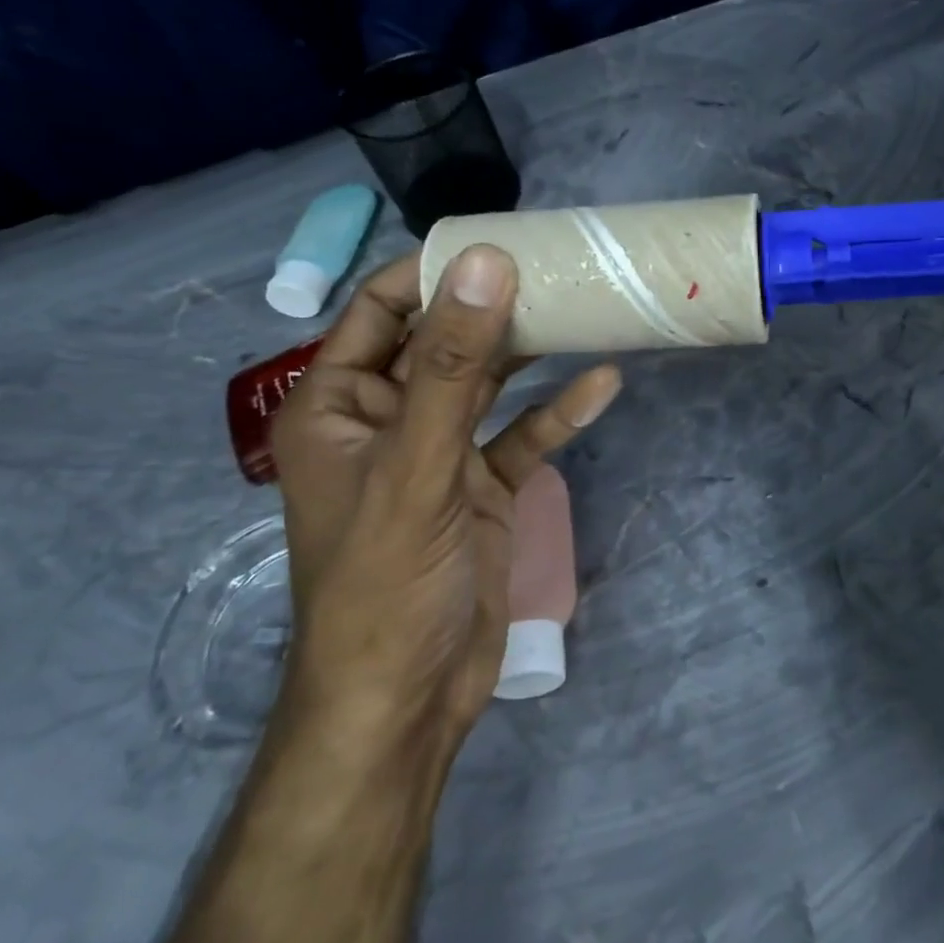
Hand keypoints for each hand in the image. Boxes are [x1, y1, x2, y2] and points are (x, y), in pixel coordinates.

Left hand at [268, 246, 620, 749]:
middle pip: (443, 340)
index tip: (496, 239)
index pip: (380, 310)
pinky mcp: (482, 487)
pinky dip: (557, 412)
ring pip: (488, 384)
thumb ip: (453, 362)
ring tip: (585, 308)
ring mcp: (439, 453)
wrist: (408, 703)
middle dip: (494, 305)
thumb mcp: (418, 462)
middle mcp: (388, 418)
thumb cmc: (386, 580)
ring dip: (532, 352)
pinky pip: (521, 435)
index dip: (431, 271)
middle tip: (557, 266)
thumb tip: (484, 261)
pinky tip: (603, 383)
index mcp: (340, 404)